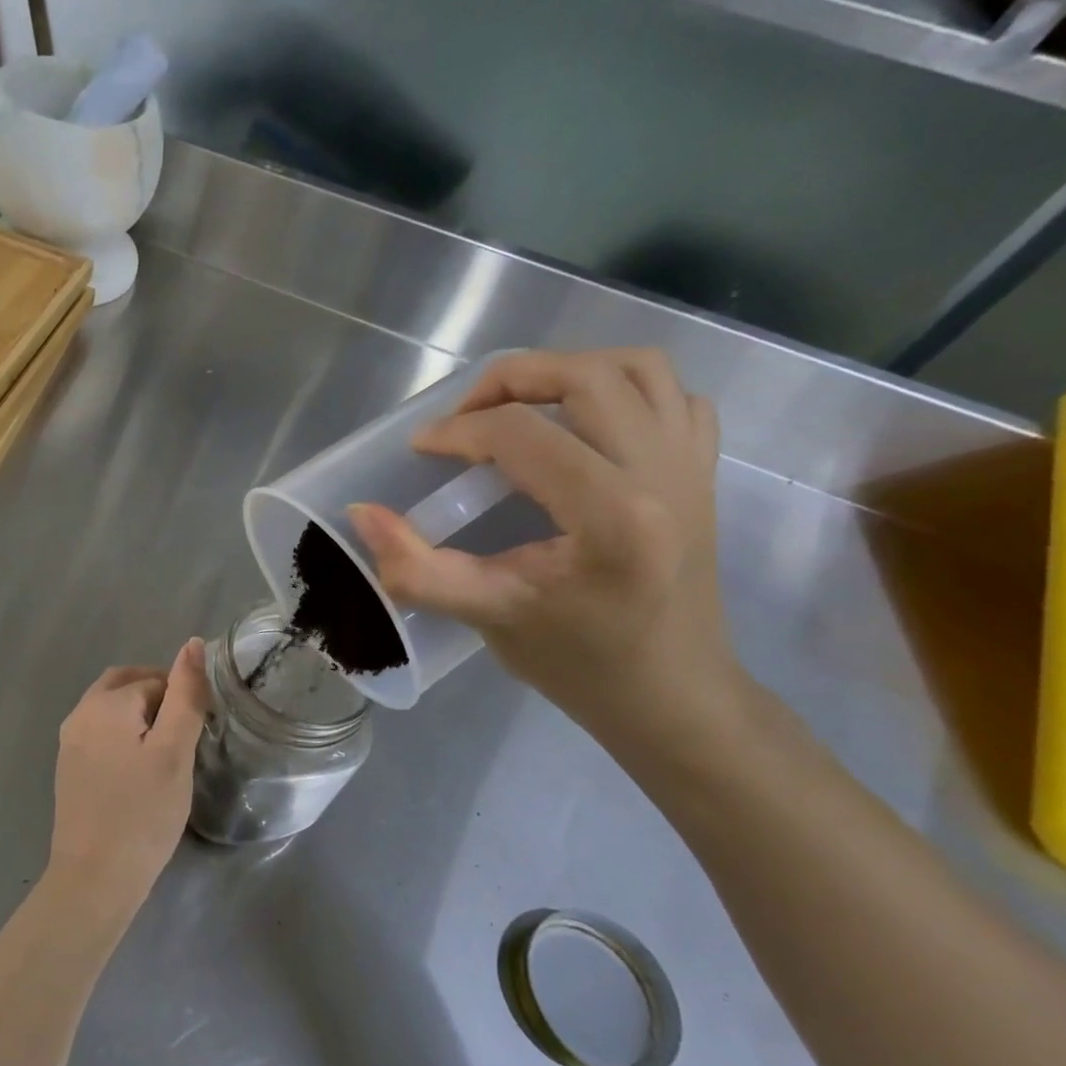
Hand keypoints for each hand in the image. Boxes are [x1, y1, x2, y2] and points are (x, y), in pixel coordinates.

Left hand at [49, 639, 209, 920]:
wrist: (95, 878)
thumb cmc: (143, 813)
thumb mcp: (174, 752)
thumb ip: (185, 695)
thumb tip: (191, 644)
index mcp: (105, 703)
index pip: (154, 680)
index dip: (181, 698)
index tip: (201, 731)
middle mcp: (80, 713)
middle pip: (124, 685)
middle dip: (157, 696)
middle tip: (186, 731)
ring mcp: (69, 742)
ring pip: (110, 709)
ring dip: (140, 715)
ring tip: (167, 751)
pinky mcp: (69, 767)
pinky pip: (99, 733)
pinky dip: (123, 735)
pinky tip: (140, 768)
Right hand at [347, 348, 741, 741]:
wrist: (671, 695)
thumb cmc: (577, 662)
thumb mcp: (484, 615)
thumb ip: (415, 567)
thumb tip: (361, 513)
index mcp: (611, 515)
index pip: (521, 435)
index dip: (457, 432)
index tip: (421, 450)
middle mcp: (662, 473)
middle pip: (583, 377)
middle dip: (508, 380)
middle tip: (462, 416)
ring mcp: (693, 466)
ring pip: (637, 369)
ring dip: (567, 372)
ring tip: (519, 407)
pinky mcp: (704, 472)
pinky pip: (674, 396)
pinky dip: (623, 391)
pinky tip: (582, 427)